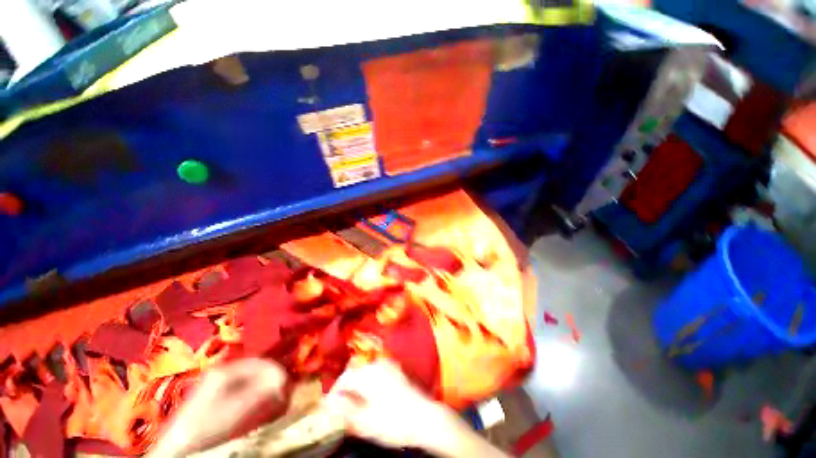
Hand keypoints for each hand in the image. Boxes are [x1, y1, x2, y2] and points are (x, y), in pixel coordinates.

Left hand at [148, 358, 289, 456]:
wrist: (178, 446)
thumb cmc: (209, 425)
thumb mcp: (238, 408)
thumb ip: (263, 389)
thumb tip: (284, 377)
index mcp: (226, 369)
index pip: (261, 362)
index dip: (277, 371)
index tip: (287, 385)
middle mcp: (222, 370)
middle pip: (256, 367)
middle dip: (271, 378)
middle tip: (283, 392)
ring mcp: (217, 381)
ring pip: (250, 377)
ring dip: (264, 385)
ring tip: (273, 398)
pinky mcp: (215, 393)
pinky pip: (242, 386)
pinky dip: (254, 392)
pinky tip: (257, 402)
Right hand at [326, 360, 449, 449]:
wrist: (423, 417)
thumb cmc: (393, 421)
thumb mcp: (365, 421)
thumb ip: (345, 410)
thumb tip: (331, 403)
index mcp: (367, 374)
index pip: (343, 379)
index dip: (333, 393)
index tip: (328, 406)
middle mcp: (377, 364)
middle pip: (354, 373)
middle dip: (346, 388)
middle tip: (341, 407)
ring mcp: (388, 365)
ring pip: (365, 372)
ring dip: (357, 385)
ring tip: (354, 403)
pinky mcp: (396, 370)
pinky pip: (376, 372)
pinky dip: (369, 382)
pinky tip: (370, 396)